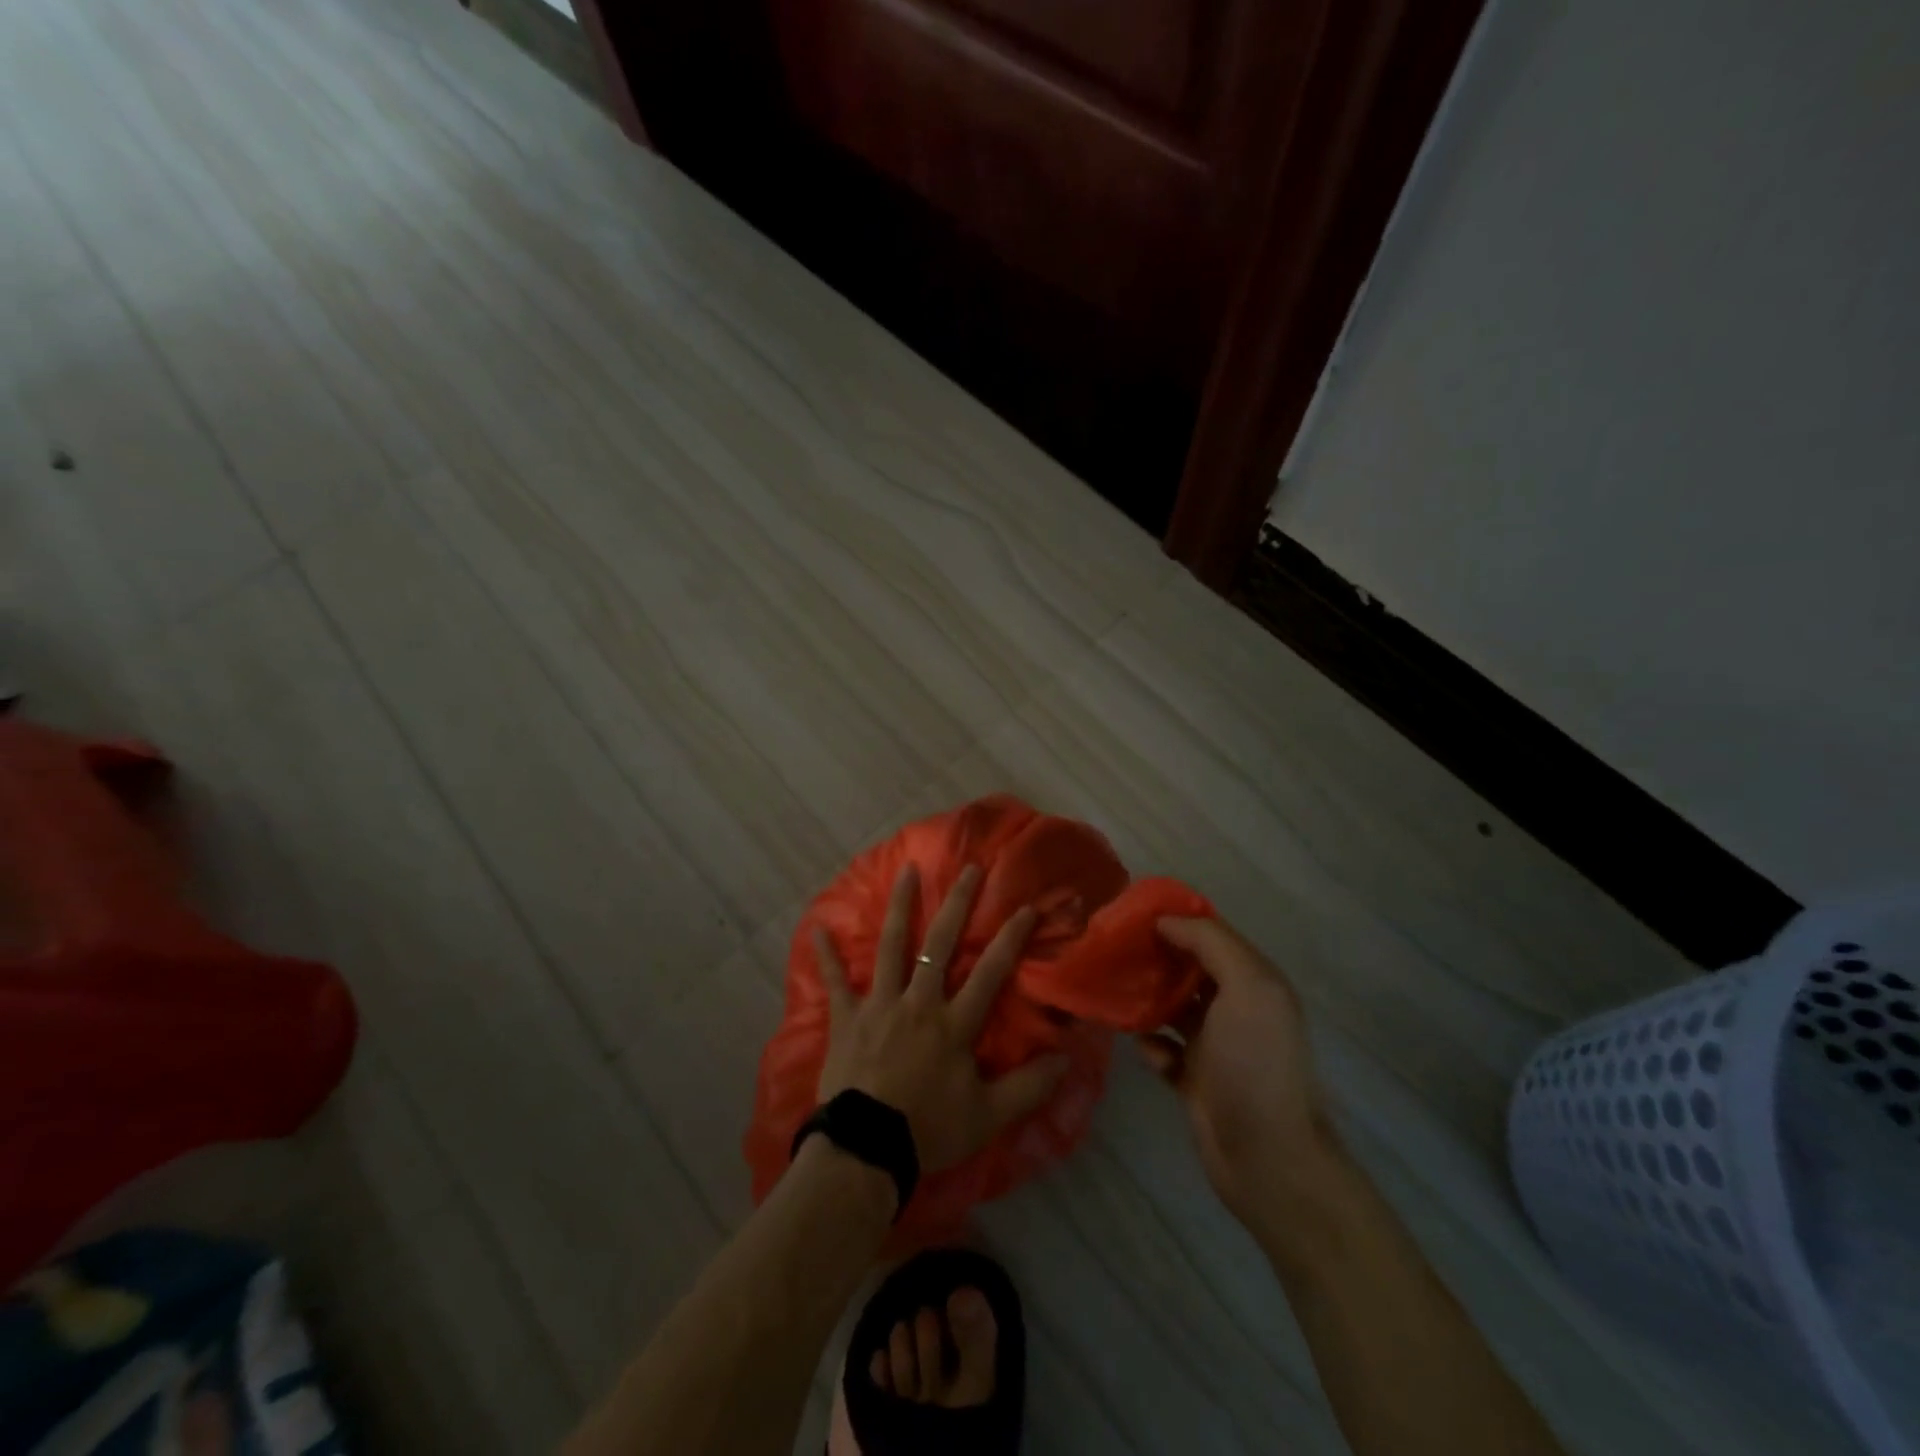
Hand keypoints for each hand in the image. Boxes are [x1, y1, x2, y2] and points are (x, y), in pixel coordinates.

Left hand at [813, 864, 1069, 1174]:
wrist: (866, 1149)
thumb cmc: (929, 1130)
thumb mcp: (988, 1116)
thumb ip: (1028, 1087)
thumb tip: (1068, 1059)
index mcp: (954, 1023)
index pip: (990, 972)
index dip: (1010, 938)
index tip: (1026, 906)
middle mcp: (919, 1003)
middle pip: (941, 944)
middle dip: (958, 904)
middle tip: (970, 868)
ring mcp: (879, 1006)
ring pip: (892, 947)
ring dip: (901, 907)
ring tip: (907, 871)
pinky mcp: (847, 1019)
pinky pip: (834, 982)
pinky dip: (826, 956)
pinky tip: (817, 928)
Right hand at [1139, 917, 1340, 1228]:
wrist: (1267, 1158)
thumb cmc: (1255, 1064)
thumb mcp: (1246, 989)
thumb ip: (1211, 944)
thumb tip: (1166, 921)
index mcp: (1254, 981)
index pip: (1211, 935)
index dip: (1175, 920)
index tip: (1131, 913)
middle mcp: (1236, 1008)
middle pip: (1187, 969)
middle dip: (1154, 957)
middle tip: (1112, 949)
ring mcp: (1215, 1045)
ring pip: (1171, 1007)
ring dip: (1146, 999)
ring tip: (1113, 991)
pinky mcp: (1194, 1078)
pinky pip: (1163, 1049)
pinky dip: (1150, 1044)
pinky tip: (1143, 1047)